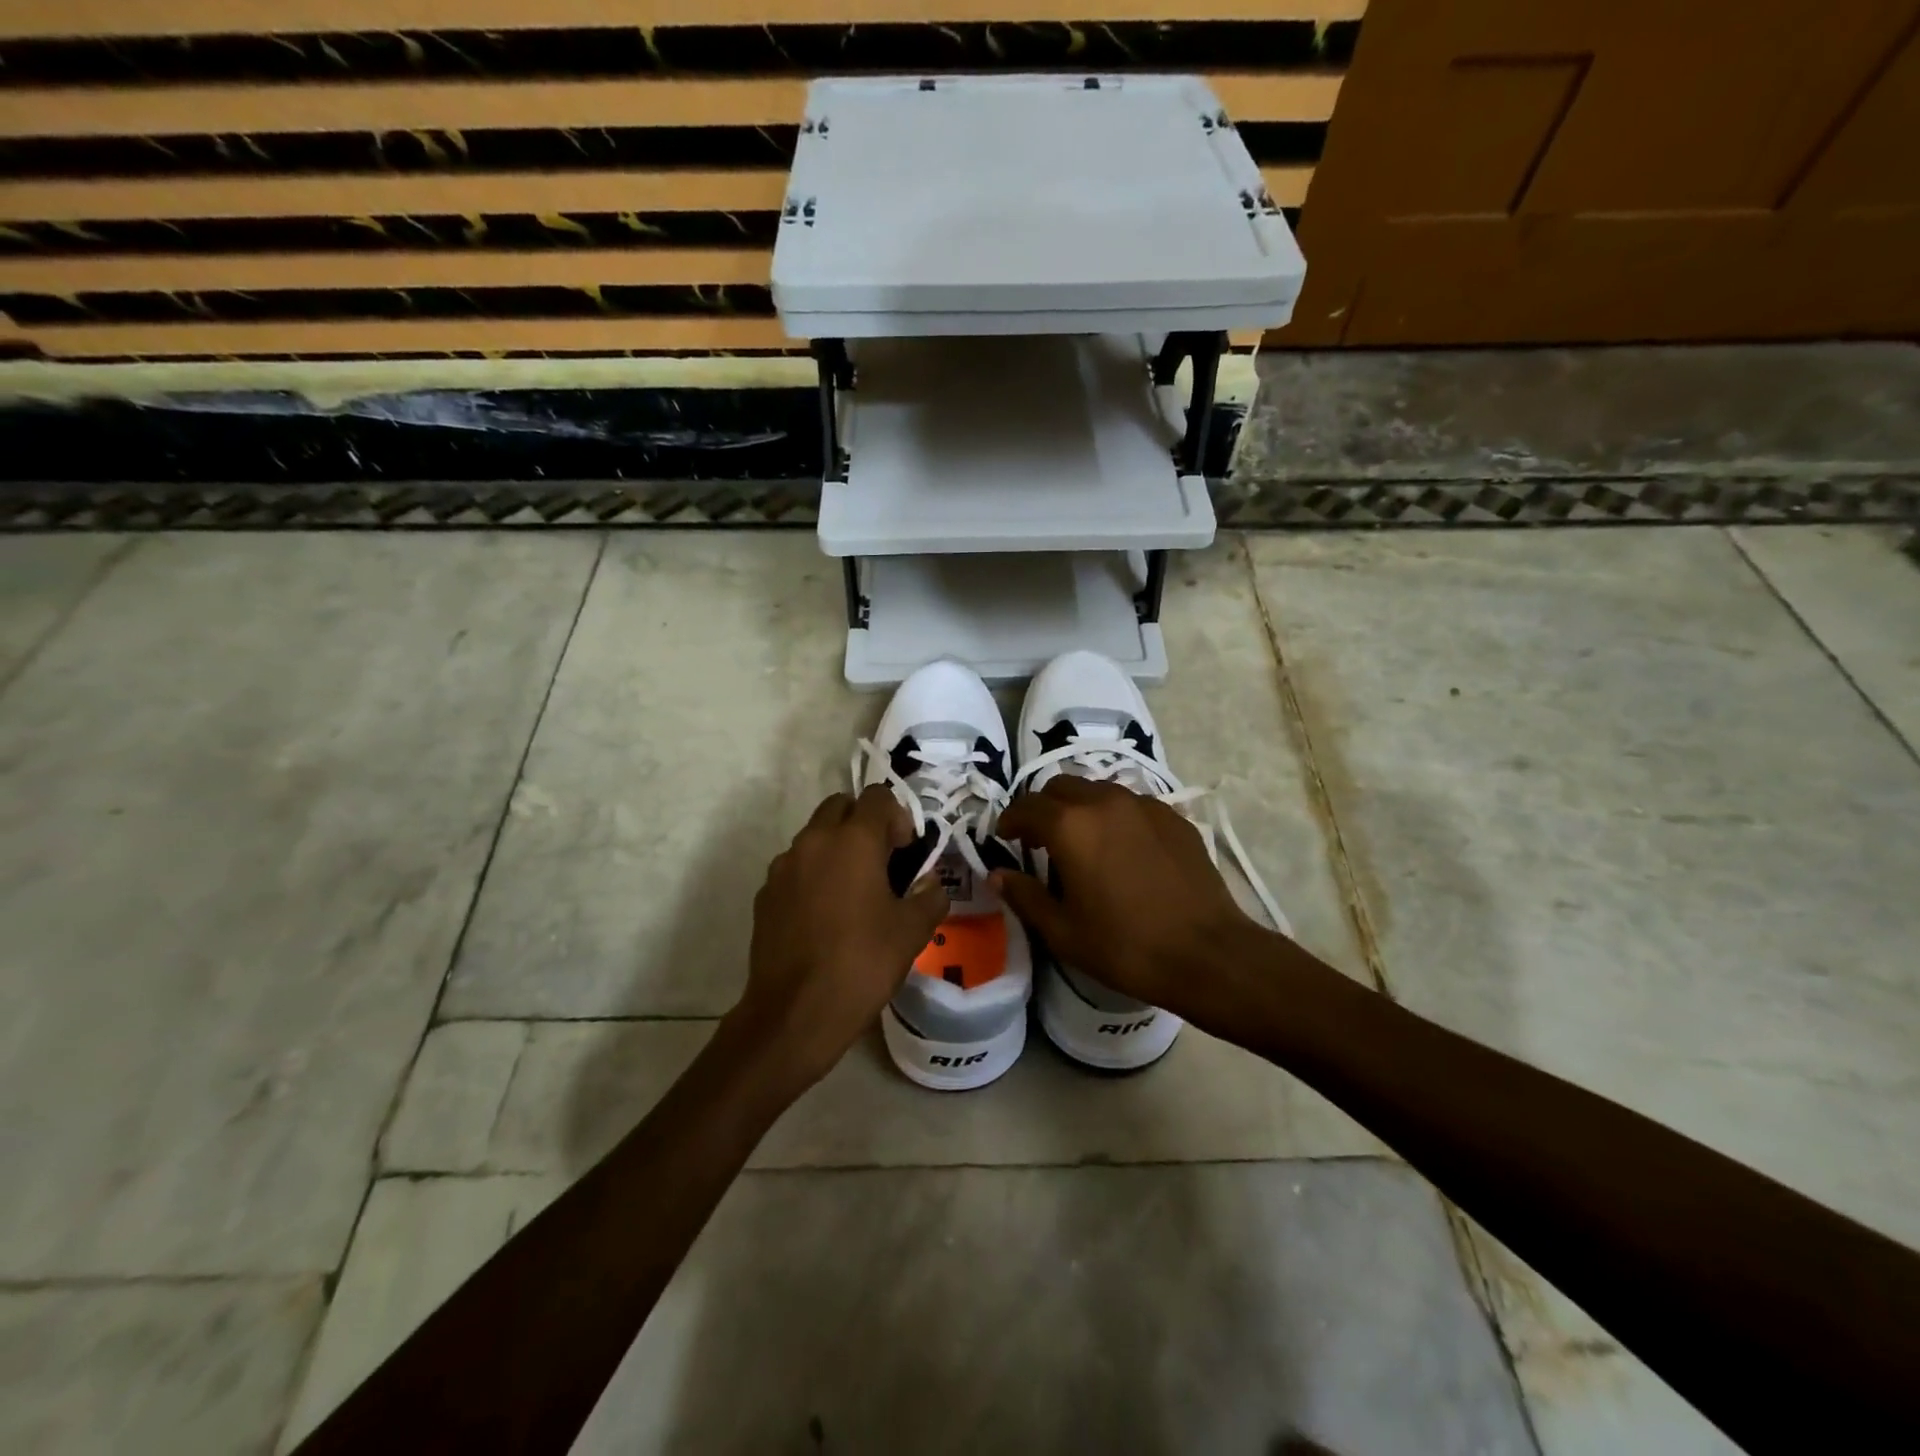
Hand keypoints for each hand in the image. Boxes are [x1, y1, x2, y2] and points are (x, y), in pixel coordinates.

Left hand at [730, 785, 948, 1092]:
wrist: (795, 1013)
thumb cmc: (862, 963)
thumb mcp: (913, 931)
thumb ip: (930, 896)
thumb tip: (930, 884)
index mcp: (853, 840)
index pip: (878, 797)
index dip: (898, 817)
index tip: (906, 851)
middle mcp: (813, 841)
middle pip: (840, 806)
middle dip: (863, 823)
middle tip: (882, 862)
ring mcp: (783, 867)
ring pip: (814, 836)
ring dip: (836, 848)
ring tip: (853, 892)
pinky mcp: (765, 894)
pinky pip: (795, 868)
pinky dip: (813, 875)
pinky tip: (825, 916)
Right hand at [992, 777, 1258, 1018]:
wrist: (1207, 953)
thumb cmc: (1125, 946)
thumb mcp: (1063, 931)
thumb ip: (1024, 896)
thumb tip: (998, 875)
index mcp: (1071, 826)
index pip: (1027, 806)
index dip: (1010, 820)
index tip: (1005, 837)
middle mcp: (1105, 801)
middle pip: (1062, 787)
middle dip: (1044, 807)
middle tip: (1039, 839)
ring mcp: (1145, 805)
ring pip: (1099, 790)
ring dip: (1080, 808)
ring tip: (1082, 841)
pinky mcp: (1174, 817)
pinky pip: (1132, 804)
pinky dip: (1115, 817)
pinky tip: (1122, 849)